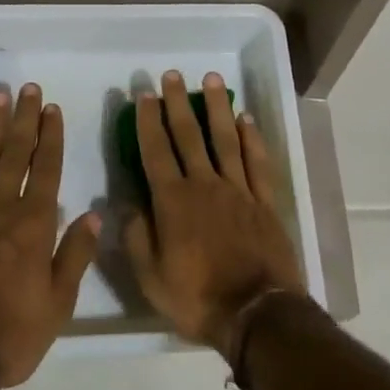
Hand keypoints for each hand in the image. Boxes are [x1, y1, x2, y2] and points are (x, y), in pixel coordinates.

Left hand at [0, 83, 100, 386]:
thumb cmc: (10, 337)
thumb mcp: (59, 304)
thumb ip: (76, 255)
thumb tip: (93, 213)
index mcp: (33, 224)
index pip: (46, 168)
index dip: (50, 136)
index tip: (52, 108)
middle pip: (14, 154)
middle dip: (23, 119)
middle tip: (27, 89)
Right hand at [124, 70, 305, 353]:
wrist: (256, 314)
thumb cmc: (198, 298)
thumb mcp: (151, 278)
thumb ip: (136, 237)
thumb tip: (125, 203)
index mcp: (173, 202)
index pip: (156, 152)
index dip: (149, 122)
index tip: (144, 94)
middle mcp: (205, 185)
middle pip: (189, 136)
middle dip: (178, 103)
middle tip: (171, 75)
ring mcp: (238, 189)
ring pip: (225, 138)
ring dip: (217, 107)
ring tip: (211, 79)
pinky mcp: (264, 200)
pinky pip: (257, 161)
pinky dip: (252, 138)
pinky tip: (246, 118)